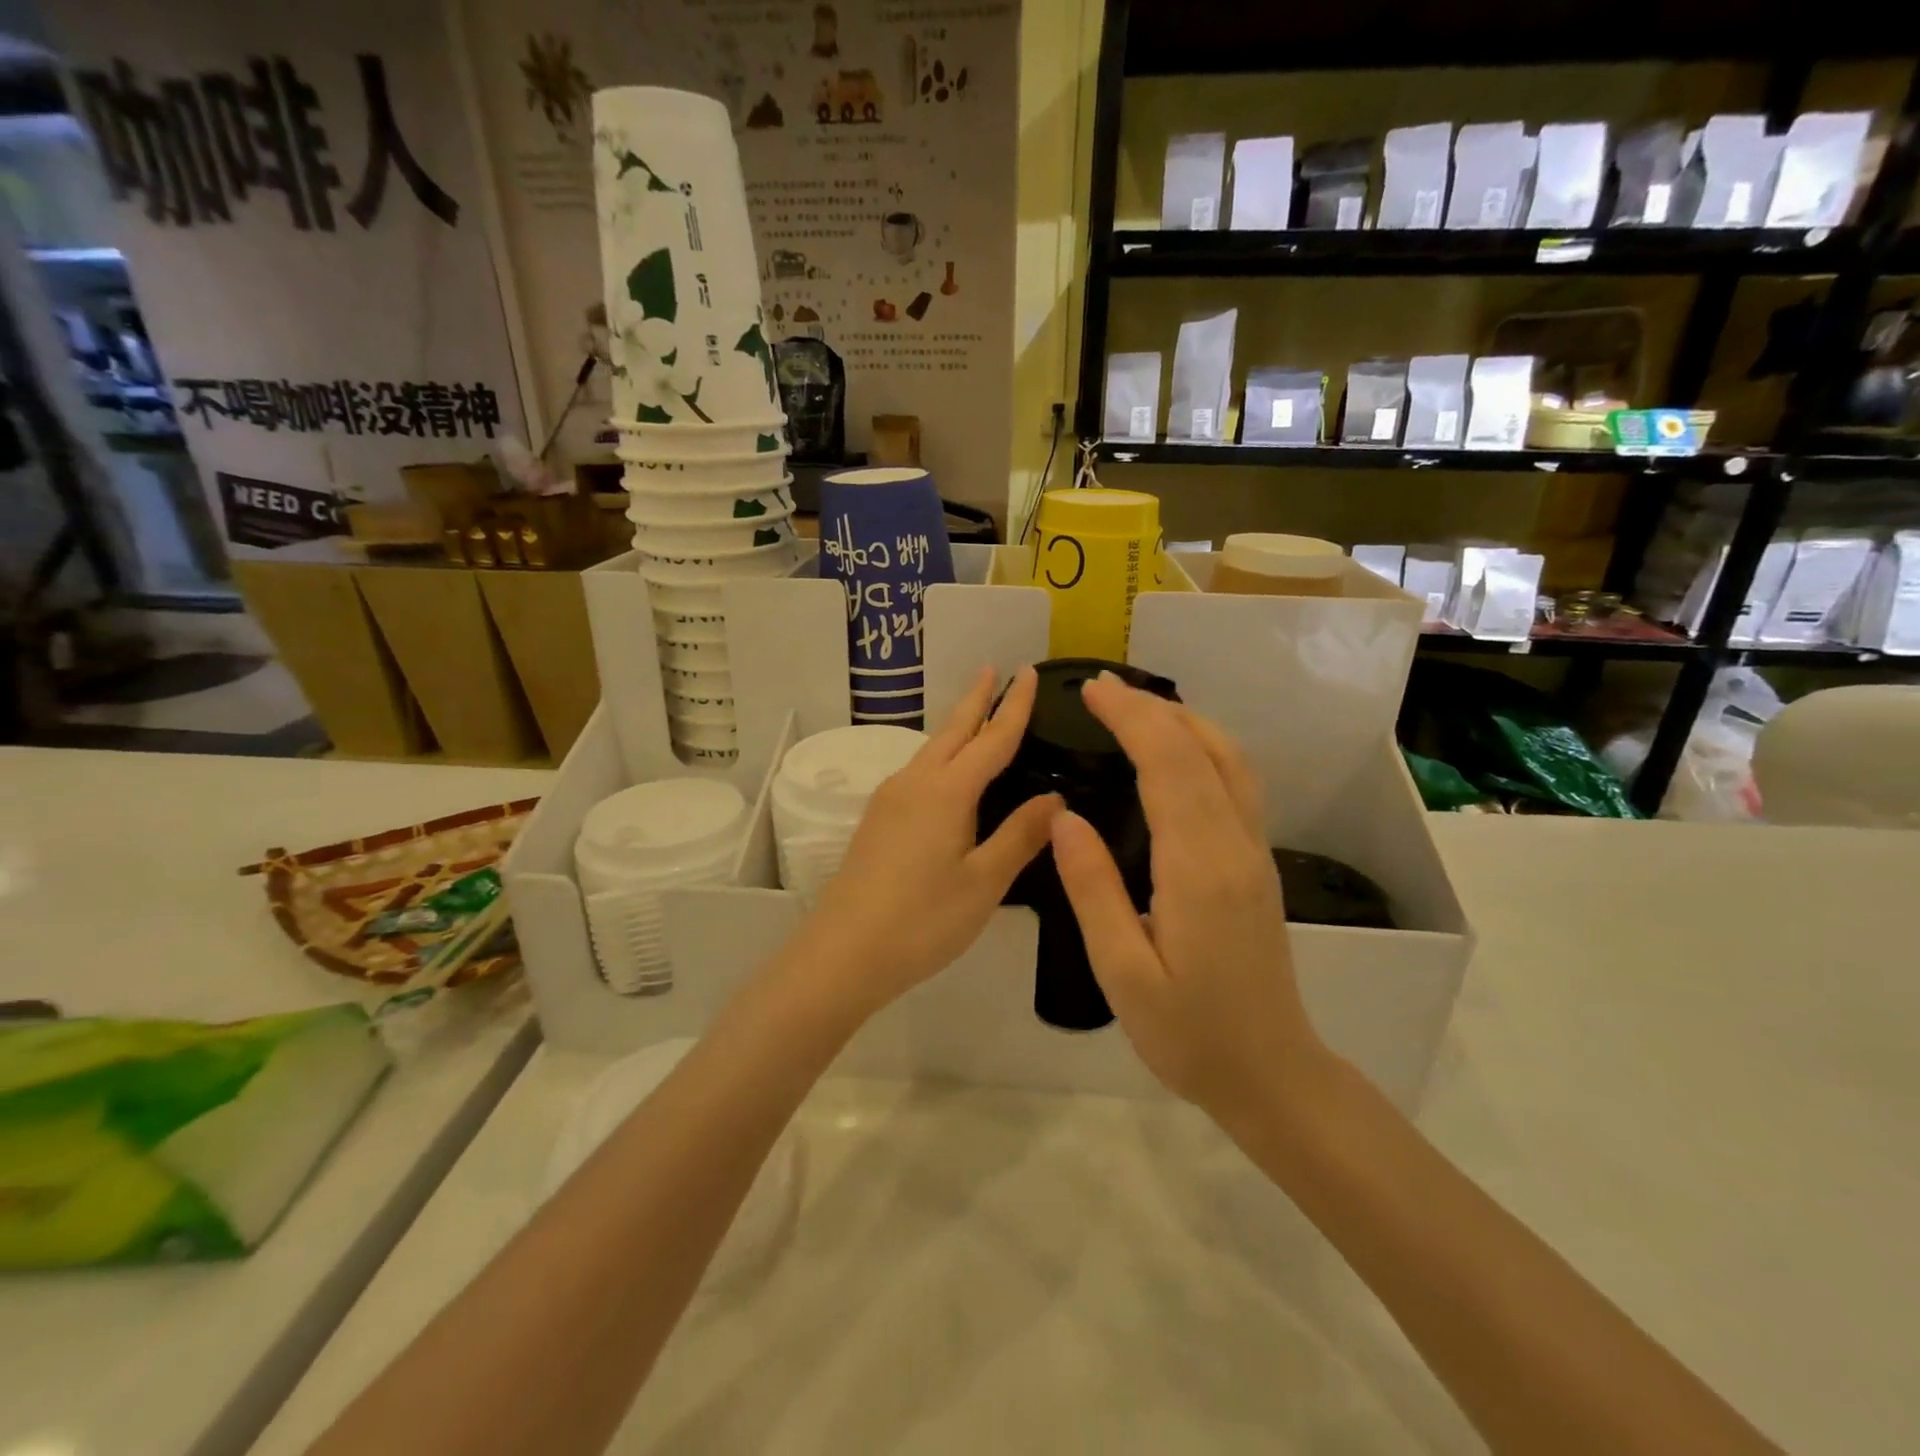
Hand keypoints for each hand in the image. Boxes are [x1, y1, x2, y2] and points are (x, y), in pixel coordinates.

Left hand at [796, 665, 1059, 1017]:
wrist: (843, 952)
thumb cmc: (923, 919)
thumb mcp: (984, 881)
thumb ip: (1021, 835)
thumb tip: (1056, 798)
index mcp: (948, 790)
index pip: (992, 737)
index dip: (1014, 705)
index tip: (1029, 672)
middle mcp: (916, 781)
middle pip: (953, 730)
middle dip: (977, 699)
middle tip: (995, 670)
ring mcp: (890, 799)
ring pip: (932, 749)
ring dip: (957, 727)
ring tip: (977, 714)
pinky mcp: (877, 819)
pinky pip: (918, 771)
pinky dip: (942, 756)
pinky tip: (947, 773)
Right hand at [1049, 673, 1326, 1127]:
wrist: (1270, 1072)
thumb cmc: (1188, 1032)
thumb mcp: (1123, 971)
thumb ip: (1093, 889)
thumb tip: (1065, 817)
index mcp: (1199, 867)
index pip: (1168, 765)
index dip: (1131, 718)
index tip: (1090, 691)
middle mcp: (1236, 845)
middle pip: (1202, 749)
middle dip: (1151, 708)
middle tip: (1100, 688)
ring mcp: (1255, 851)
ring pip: (1230, 759)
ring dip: (1184, 721)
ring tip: (1135, 707)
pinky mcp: (1257, 862)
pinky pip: (1237, 782)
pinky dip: (1205, 746)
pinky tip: (1177, 752)